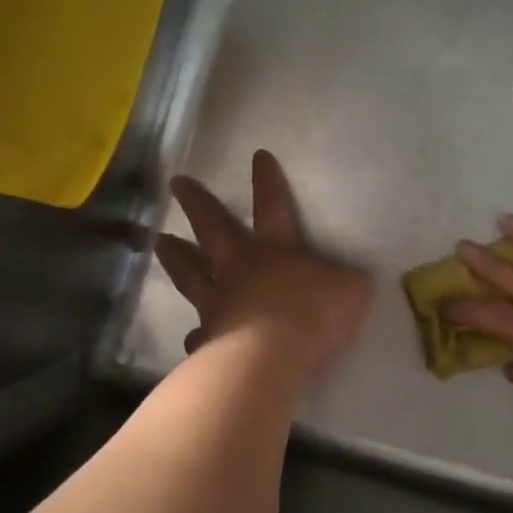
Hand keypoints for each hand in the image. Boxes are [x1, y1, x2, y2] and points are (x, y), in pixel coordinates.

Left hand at [155, 150, 373, 379]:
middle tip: (177, 183)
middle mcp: (240, 269)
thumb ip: (347, 282)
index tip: (258, 156)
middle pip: (214, 229)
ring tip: (160, 242)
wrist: (272, 357)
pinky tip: (192, 338)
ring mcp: (218, 302)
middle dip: (198, 203)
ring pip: (191, 273)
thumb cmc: (313, 315)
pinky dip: (196, 335)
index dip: (267, 181)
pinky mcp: (209, 338)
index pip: (272, 206)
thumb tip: (348, 281)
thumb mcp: (352, 291)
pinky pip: (200, 334)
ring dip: (176, 257)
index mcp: (275, 250)